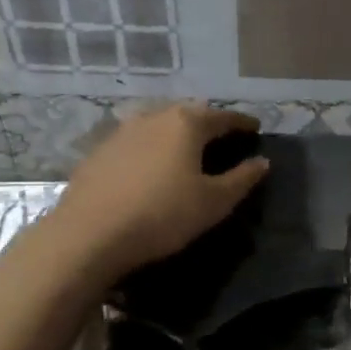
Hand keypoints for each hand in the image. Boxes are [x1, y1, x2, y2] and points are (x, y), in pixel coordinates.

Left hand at [53, 104, 268, 281]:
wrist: (88, 235)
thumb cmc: (162, 215)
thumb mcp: (213, 202)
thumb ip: (242, 179)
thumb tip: (262, 161)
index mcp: (186, 123)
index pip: (223, 117)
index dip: (243, 123)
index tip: (256, 128)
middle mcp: (154, 117)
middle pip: (189, 114)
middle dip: (209, 124)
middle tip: (223, 138)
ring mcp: (121, 132)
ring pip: (159, 125)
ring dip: (177, 134)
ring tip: (187, 151)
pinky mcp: (98, 152)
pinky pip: (136, 142)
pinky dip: (152, 149)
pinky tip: (151, 168)